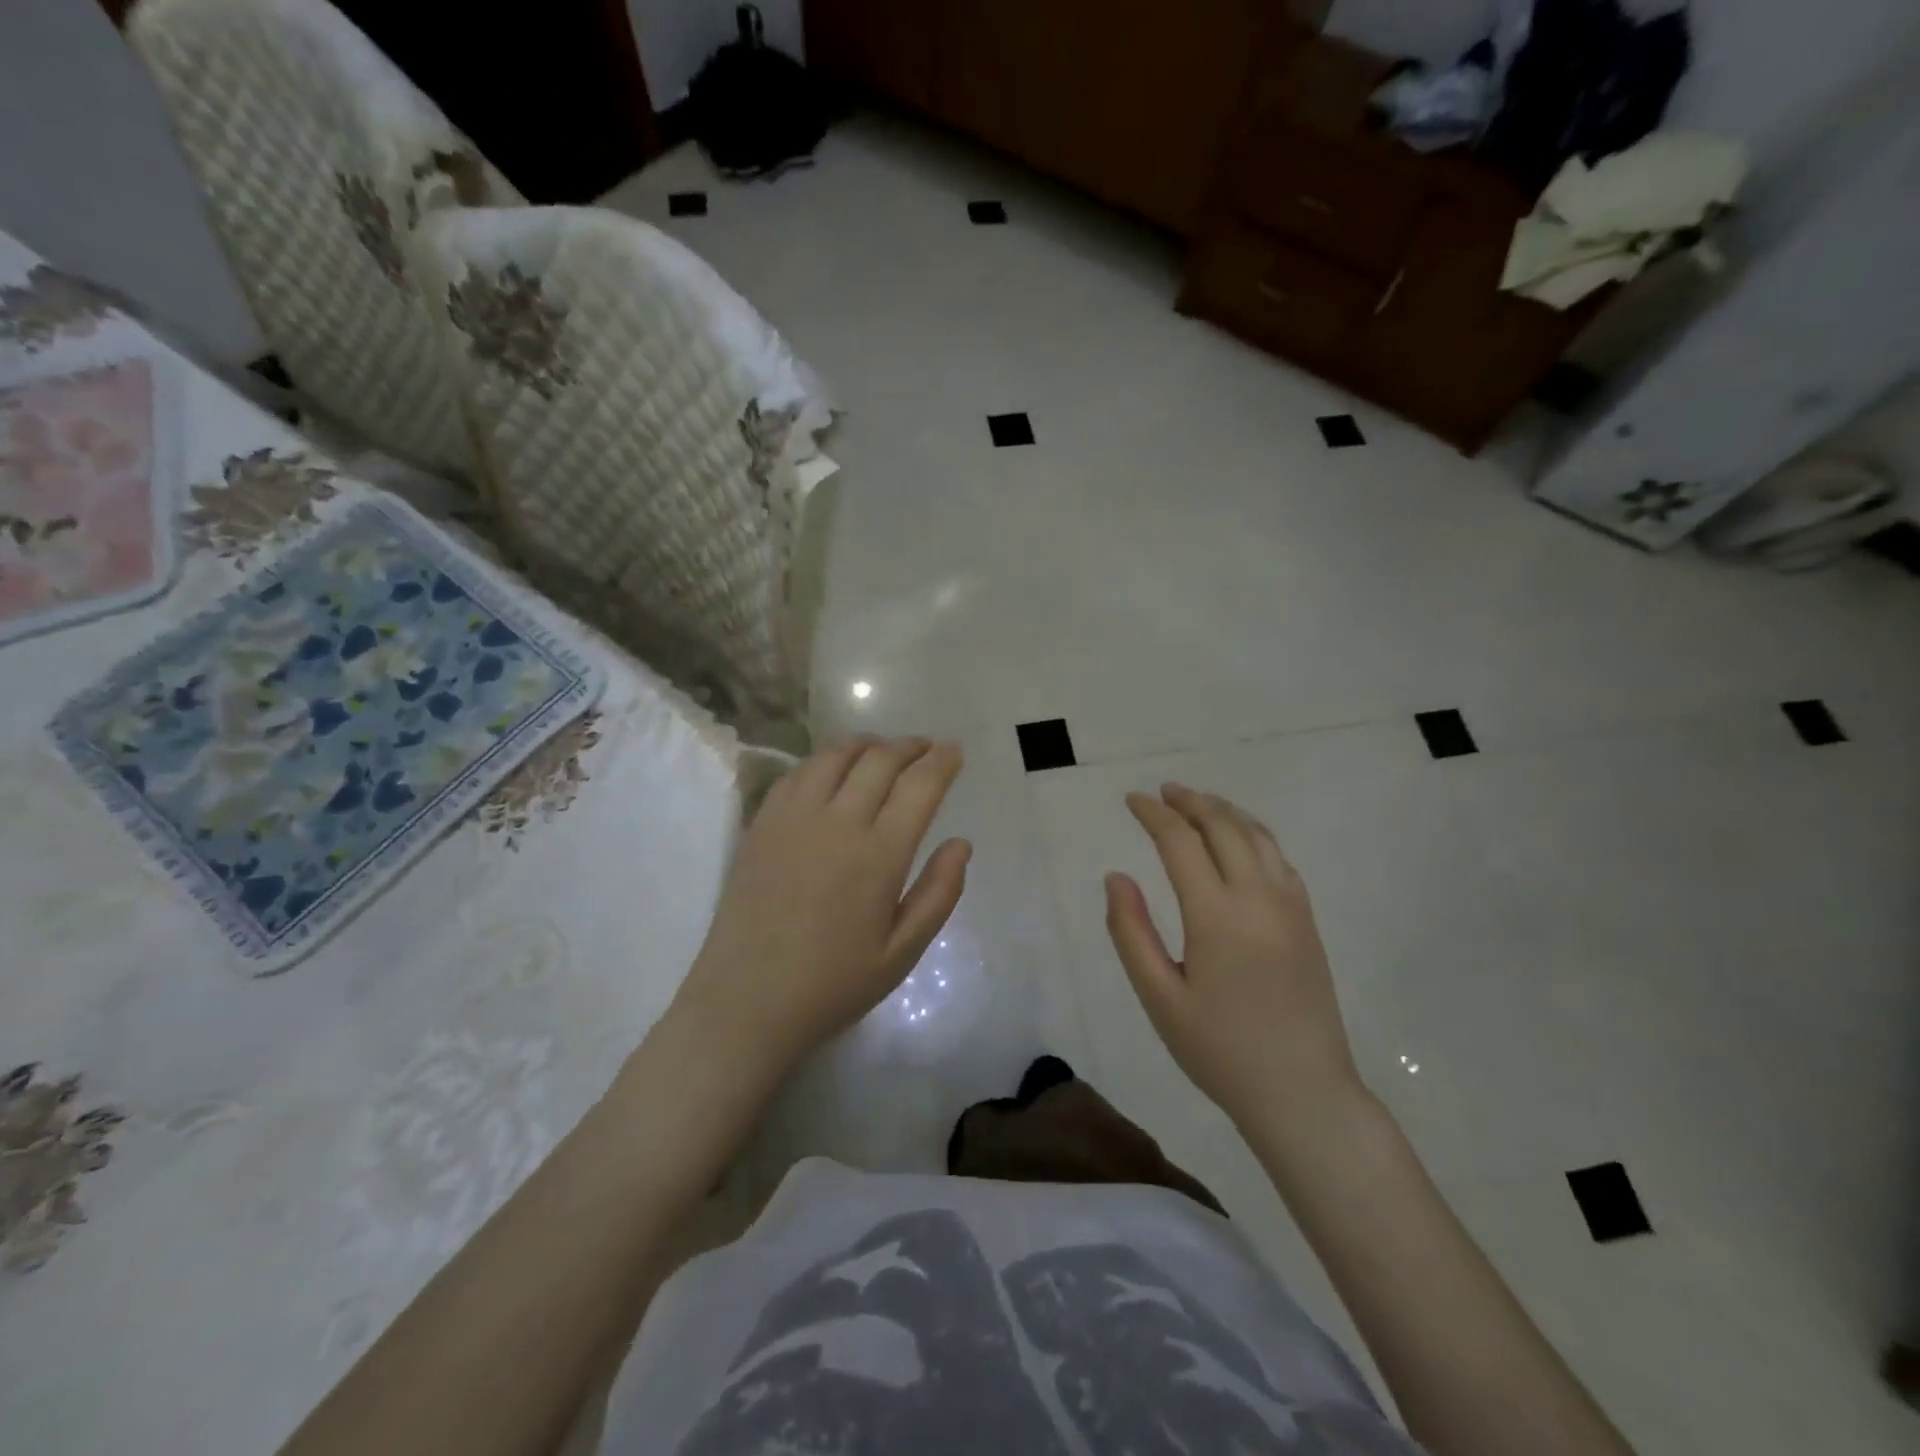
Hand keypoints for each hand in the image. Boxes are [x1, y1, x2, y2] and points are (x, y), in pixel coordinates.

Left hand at [669, 737, 970, 1077]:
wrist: (746, 1003)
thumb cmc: (833, 984)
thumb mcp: (903, 953)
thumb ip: (939, 894)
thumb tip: (961, 843)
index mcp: (878, 855)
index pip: (919, 786)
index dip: (942, 761)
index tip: (954, 751)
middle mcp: (836, 823)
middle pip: (879, 760)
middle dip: (910, 746)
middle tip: (925, 748)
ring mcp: (792, 819)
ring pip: (834, 755)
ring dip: (866, 744)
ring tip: (882, 750)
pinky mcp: (761, 825)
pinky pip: (796, 773)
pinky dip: (823, 760)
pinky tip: (831, 770)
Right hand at [1105, 784, 1360, 1130]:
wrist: (1303, 1093)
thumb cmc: (1220, 1050)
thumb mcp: (1160, 997)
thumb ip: (1131, 932)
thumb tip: (1116, 877)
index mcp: (1216, 915)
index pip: (1180, 842)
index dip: (1153, 814)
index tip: (1132, 800)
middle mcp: (1258, 897)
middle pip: (1223, 826)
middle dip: (1190, 801)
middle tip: (1163, 792)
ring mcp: (1290, 906)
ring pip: (1257, 836)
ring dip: (1224, 811)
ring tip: (1197, 803)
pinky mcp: (1307, 921)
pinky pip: (1279, 858)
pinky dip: (1253, 834)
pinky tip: (1239, 841)